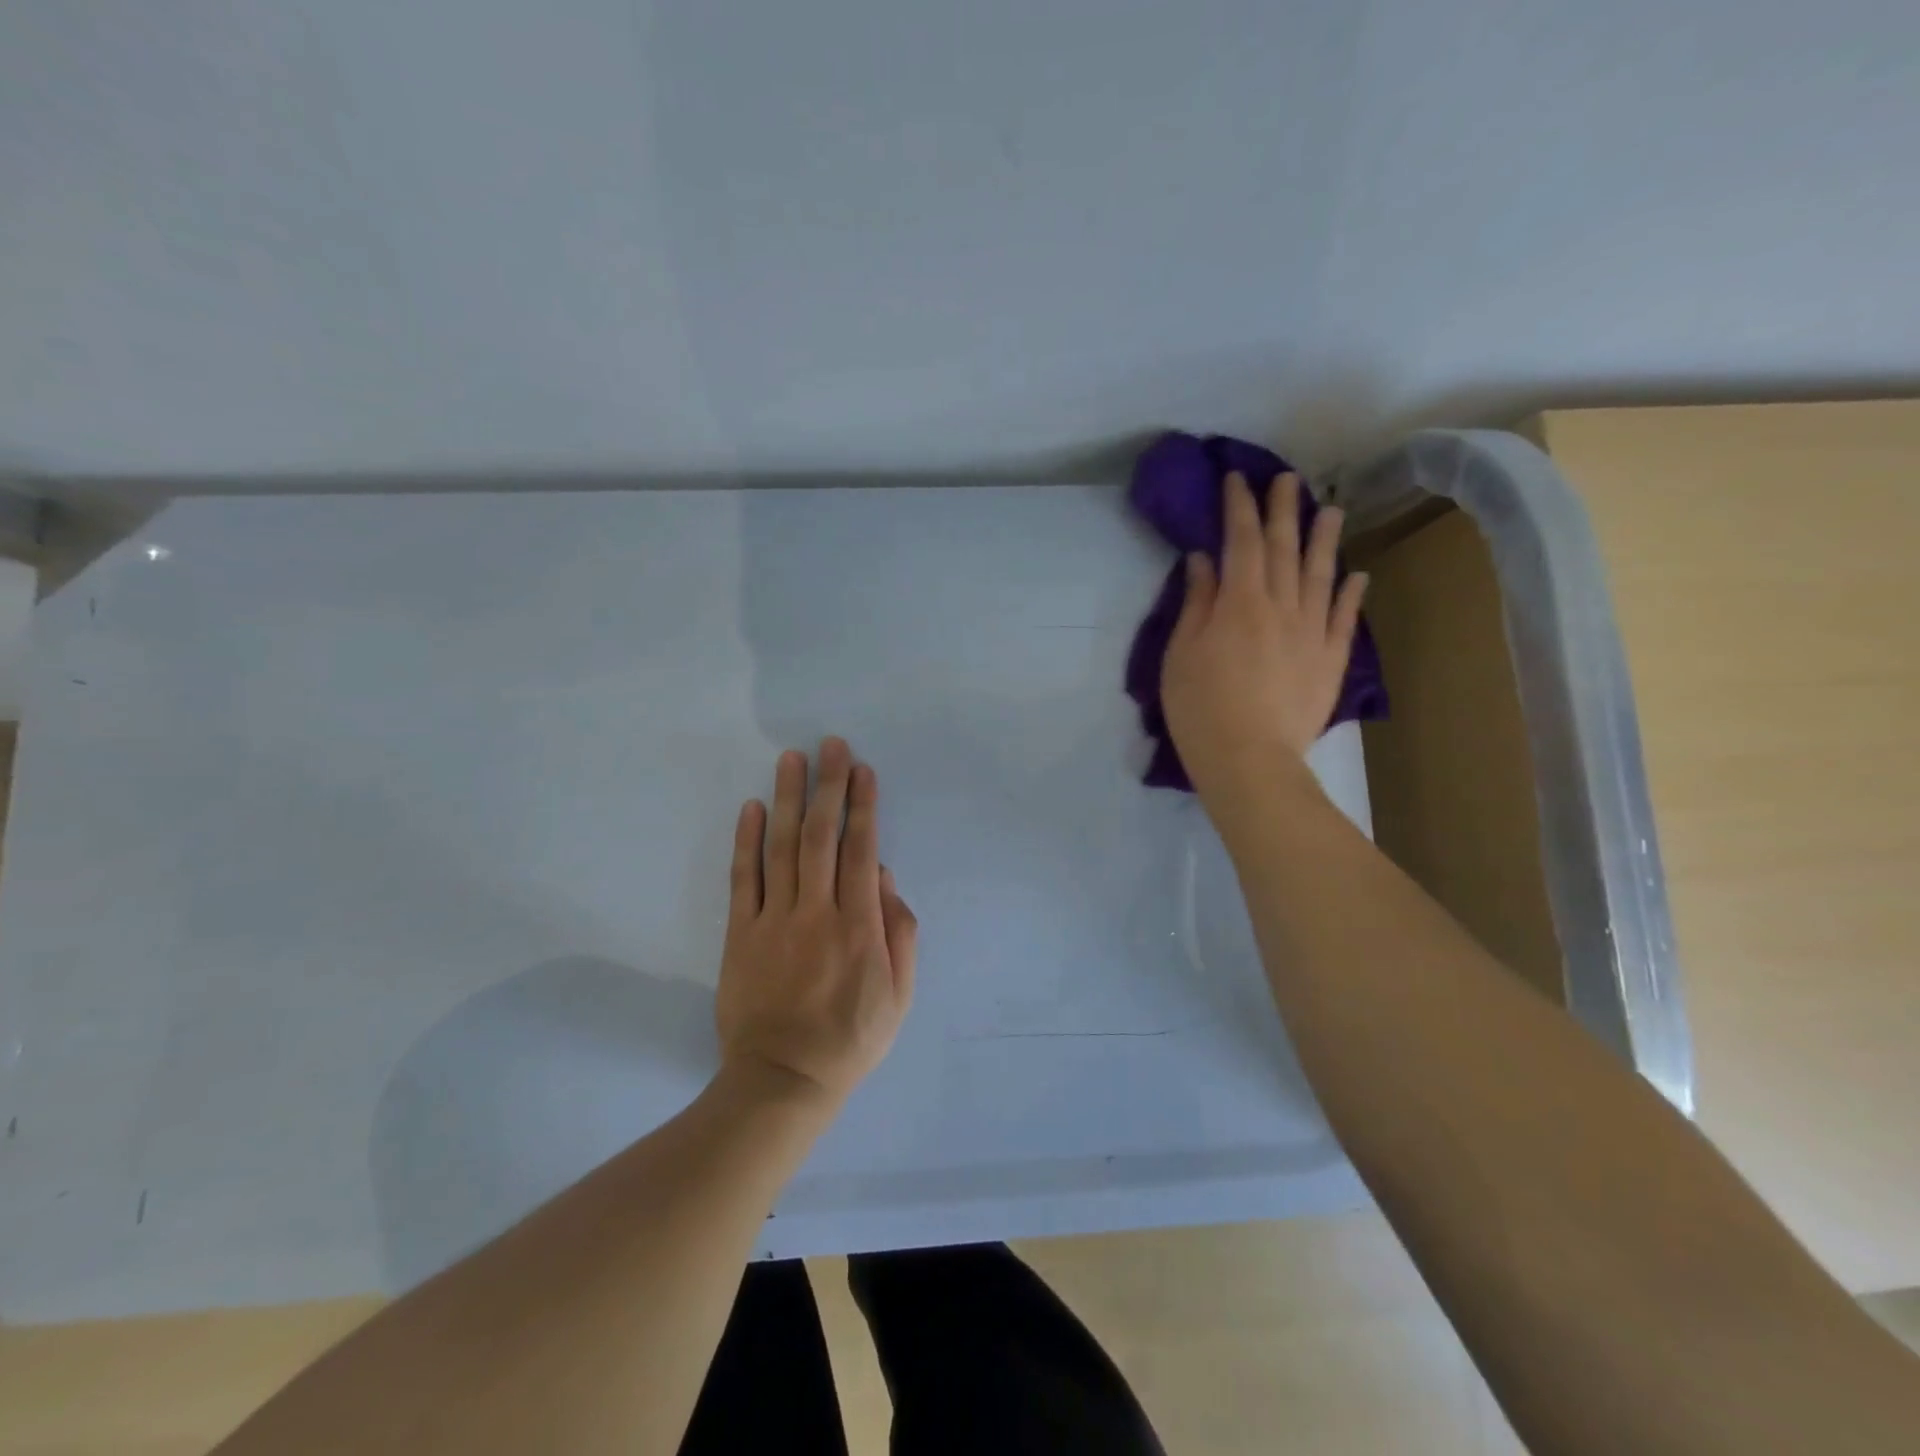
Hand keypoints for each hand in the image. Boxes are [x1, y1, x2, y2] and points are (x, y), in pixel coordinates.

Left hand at [716, 737, 917, 1106]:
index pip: (862, 851)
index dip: (863, 806)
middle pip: (822, 836)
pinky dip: (746, 840)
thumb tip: (887, 880)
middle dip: (828, 786)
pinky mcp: (741, 933)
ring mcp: (774, 920)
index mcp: (860, 926)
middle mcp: (817, 912)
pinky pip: (744, 878)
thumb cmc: (851, 1039)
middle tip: (830, 745)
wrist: (782, 1080)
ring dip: (787, 798)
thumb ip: (901, 934)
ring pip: (782, 847)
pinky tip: (751, 807)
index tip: (862, 770)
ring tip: (791, 758)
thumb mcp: (900, 995)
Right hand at [1161, 471, 1367, 802]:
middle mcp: (1282, 606)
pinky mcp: (1330, 661)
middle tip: (1286, 479)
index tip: (1237, 479)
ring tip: (1330, 510)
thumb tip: (1204, 560)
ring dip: (1324, 540)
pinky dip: (1352, 593)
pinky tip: (1356, 574)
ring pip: (1321, 575)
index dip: (1239, 508)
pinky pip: (1345, 619)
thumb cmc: (1200, 707)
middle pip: (1285, 549)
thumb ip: (1197, 602)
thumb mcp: (1182, 652)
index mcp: (1240, 602)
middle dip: (1283, 510)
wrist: (1249, 759)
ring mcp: (1312, 632)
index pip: (1242, 542)